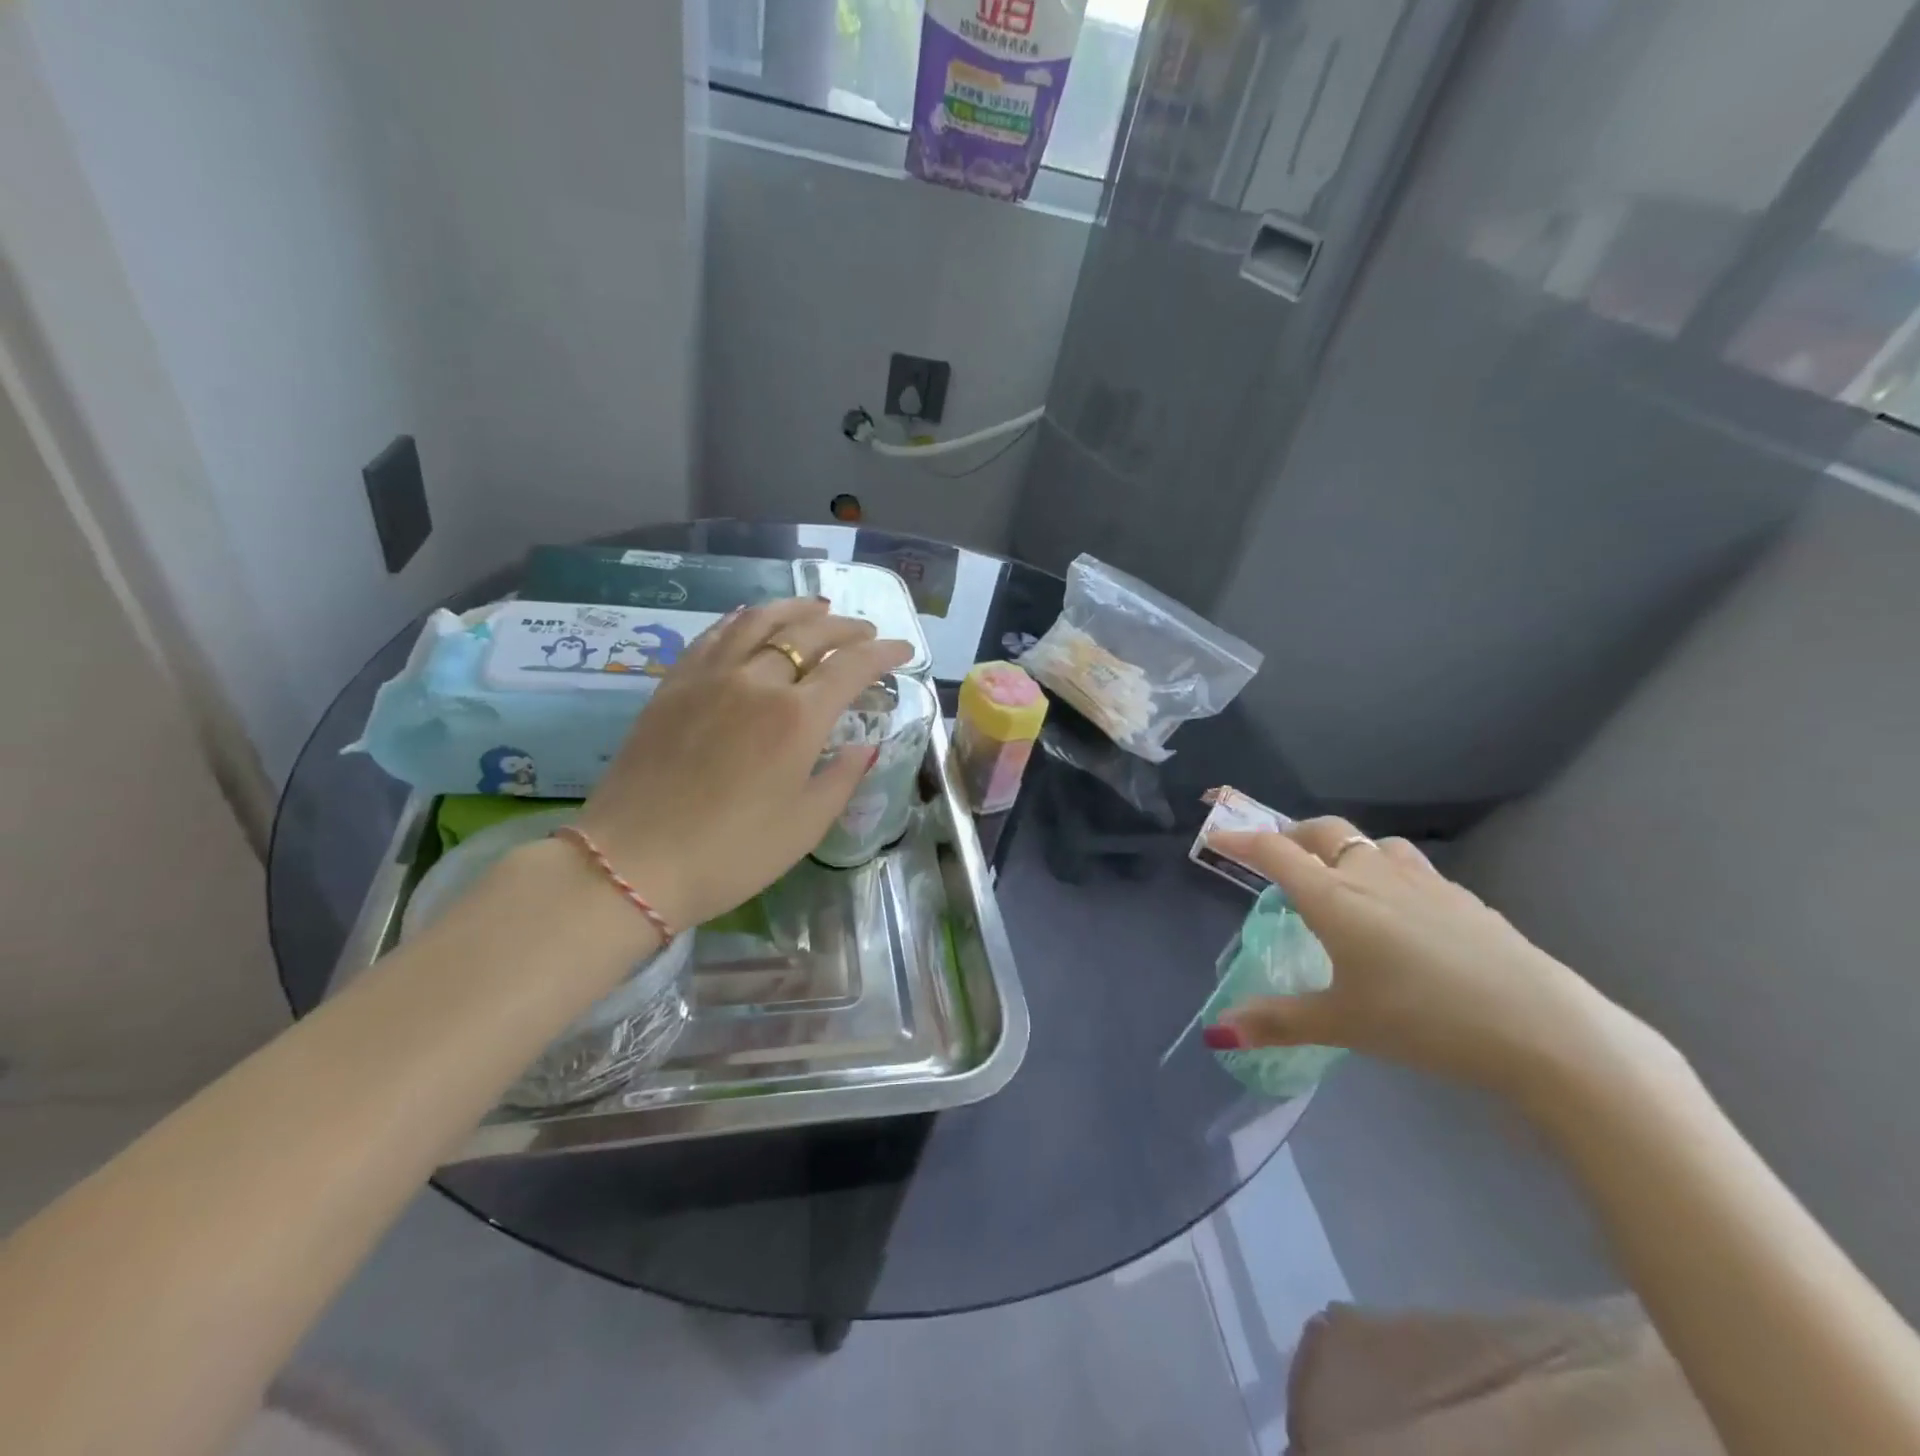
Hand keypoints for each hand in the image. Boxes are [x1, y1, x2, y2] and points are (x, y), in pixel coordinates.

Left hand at [571, 599, 912, 930]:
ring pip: (759, 621)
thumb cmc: (733, 853)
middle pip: (809, 634)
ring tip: (817, 609)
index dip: (884, 653)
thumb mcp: (806, 826)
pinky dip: (744, 619)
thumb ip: (842, 777)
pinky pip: (715, 634)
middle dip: (846, 628)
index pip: (852, 667)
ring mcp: (710, 677)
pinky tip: (751, 619)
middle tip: (866, 631)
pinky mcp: (674, 684)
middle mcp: (757, 681)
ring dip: (796, 610)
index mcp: (797, 718)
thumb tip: (864, 745)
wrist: (633, 862)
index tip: (904, 650)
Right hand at [1206, 819, 1658, 1102]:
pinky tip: (1405, 914)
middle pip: (1323, 832)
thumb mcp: (1342, 1024)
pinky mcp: (1464, 898)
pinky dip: (1390, 875)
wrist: (1542, 1028)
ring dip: (1346, 851)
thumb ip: (1277, 1022)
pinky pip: (1412, 869)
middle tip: (1279, 855)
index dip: (1240, 839)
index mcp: (1334, 898)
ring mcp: (1425, 881)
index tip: (1217, 835)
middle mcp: (1372, 875)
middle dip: (1292, 834)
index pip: (1274, 853)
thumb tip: (1216, 1033)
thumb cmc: (1424, 1020)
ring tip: (1342, 881)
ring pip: (1373, 844)